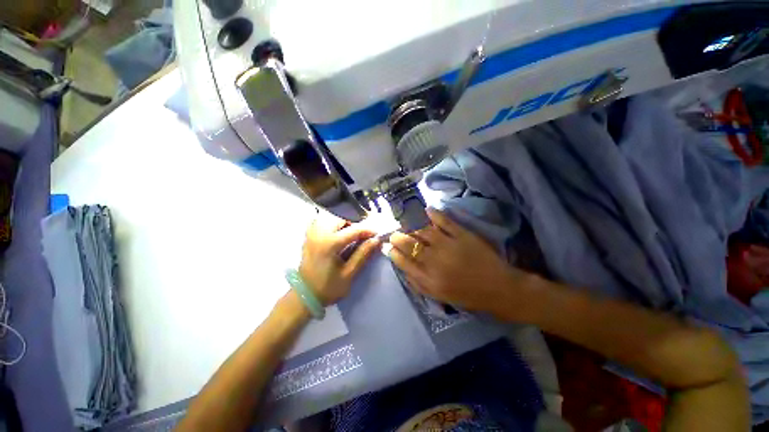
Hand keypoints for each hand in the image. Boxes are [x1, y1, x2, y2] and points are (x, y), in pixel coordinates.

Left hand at [299, 214, 380, 304]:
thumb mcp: (349, 274)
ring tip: (351, 238)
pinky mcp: (308, 237)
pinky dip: (333, 227)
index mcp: (329, 243)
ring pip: (332, 220)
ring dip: (344, 226)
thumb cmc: (328, 288)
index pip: (354, 230)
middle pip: (342, 220)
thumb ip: (363, 254)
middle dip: (355, 226)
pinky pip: (322, 224)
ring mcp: (312, 234)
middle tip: (362, 238)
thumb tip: (376, 241)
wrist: (304, 296)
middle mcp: (319, 234)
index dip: (368, 231)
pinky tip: (337, 237)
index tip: (378, 235)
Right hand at [388, 209, 525, 315]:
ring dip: (412, 227)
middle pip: (410, 244)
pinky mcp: (463, 235)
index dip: (393, 252)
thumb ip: (417, 283)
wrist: (498, 289)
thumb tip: (402, 268)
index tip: (388, 246)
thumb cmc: (466, 295)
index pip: (403, 262)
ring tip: (408, 224)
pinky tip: (427, 210)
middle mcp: (435, 262)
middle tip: (395, 234)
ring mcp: (449, 246)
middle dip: (398, 237)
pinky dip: (435, 214)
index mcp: (429, 280)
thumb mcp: (438, 296)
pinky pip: (445, 221)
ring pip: (423, 231)